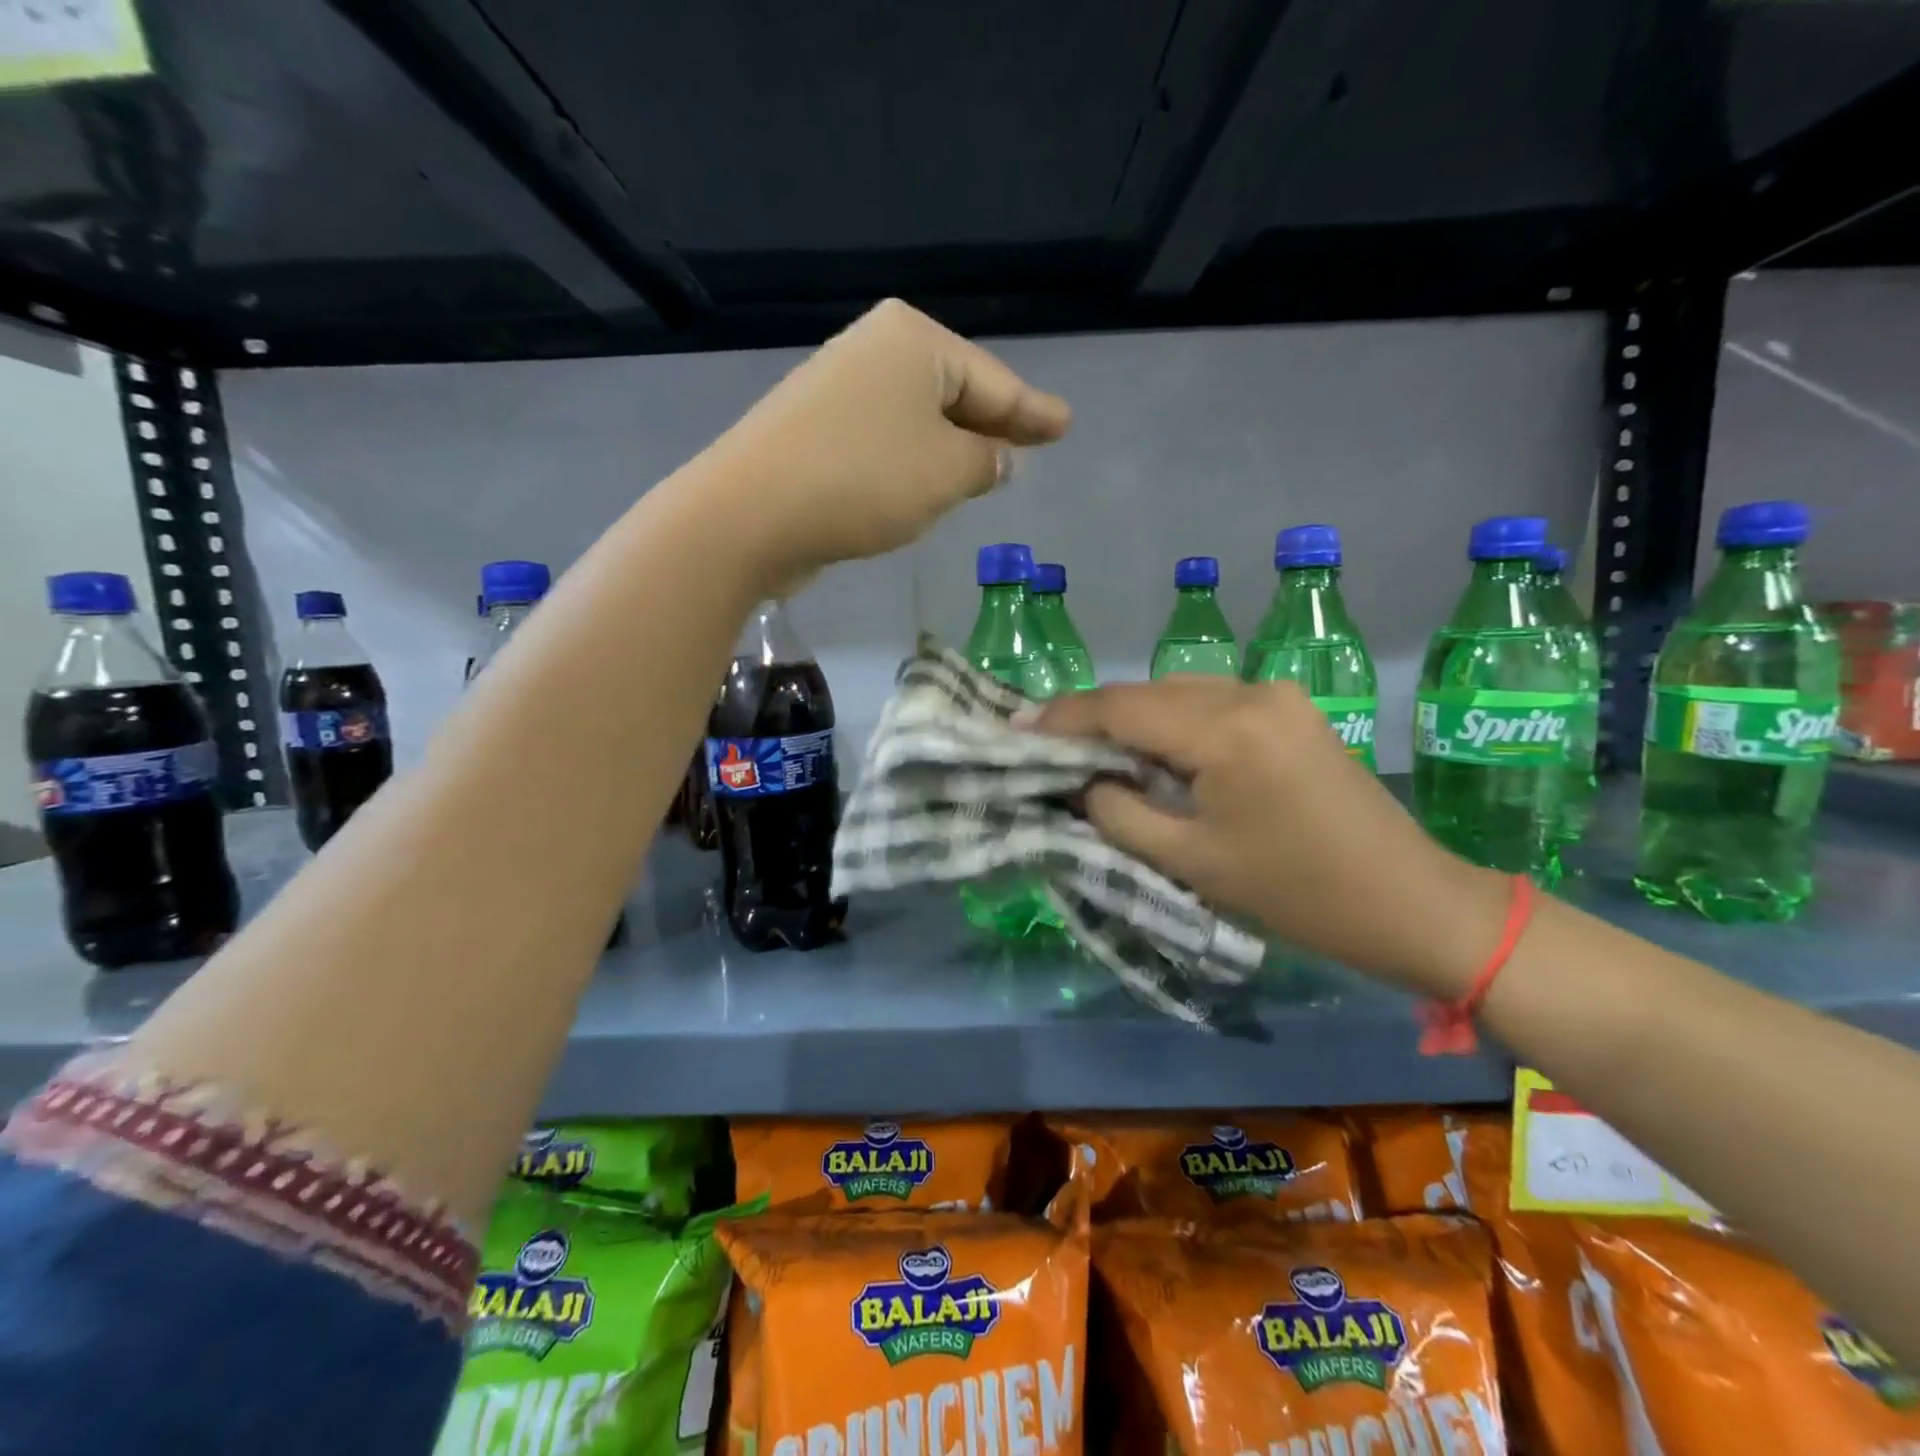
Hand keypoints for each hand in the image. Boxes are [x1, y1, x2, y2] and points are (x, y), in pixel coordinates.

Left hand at [709, 299, 1070, 593]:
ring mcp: (839, 388)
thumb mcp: (947, 472)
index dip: (1033, 411)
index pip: (993, 382)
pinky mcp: (815, 430)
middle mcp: (875, 352)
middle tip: (1034, 443)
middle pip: (955, 393)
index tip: (1066, 424)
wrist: (750, 513)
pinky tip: (928, 483)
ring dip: (952, 447)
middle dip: (994, 425)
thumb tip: (995, 459)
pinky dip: (914, 462)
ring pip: (919, 420)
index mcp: (915, 342)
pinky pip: (887, 442)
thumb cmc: (864, 480)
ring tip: (990, 468)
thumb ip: (984, 462)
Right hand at [1036, 678, 1509, 997]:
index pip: (1119, 707)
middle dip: (1092, 718)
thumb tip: (1080, 781)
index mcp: (1224, 730)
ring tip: (1091, 752)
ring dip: (1132, 719)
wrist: (1411, 901)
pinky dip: (1171, 723)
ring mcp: (1275, 695)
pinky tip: (1154, 752)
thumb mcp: (1192, 861)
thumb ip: (1120, 812)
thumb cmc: (1297, 894)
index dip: (1062, 717)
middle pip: (1146, 693)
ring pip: (1177, 693)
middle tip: (1046, 746)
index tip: (1016, 729)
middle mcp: (1248, 693)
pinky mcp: (1290, 709)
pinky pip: (1211, 703)